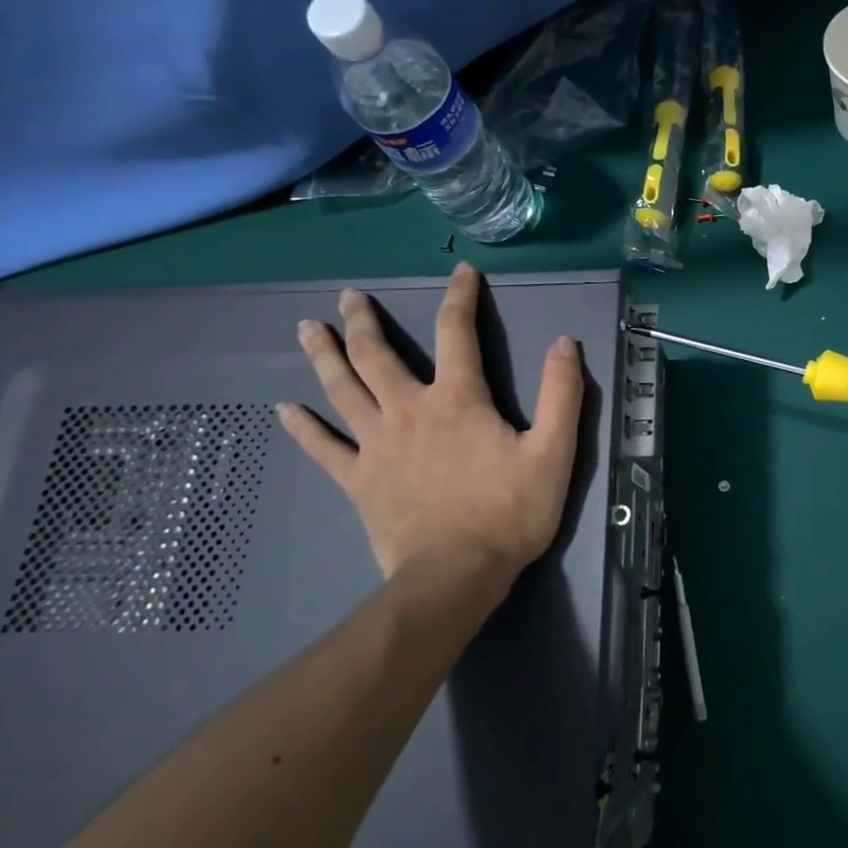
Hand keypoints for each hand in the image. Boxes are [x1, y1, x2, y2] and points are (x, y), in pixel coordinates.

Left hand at [277, 264, 583, 607]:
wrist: (456, 575)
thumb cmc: (510, 512)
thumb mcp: (554, 452)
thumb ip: (561, 394)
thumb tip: (564, 342)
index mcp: (458, 399)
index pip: (456, 333)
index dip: (459, 298)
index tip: (460, 272)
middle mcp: (409, 410)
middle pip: (378, 355)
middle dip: (364, 321)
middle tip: (349, 296)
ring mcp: (377, 444)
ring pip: (344, 389)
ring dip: (325, 356)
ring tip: (307, 328)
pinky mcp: (358, 479)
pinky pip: (323, 448)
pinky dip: (303, 427)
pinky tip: (283, 409)